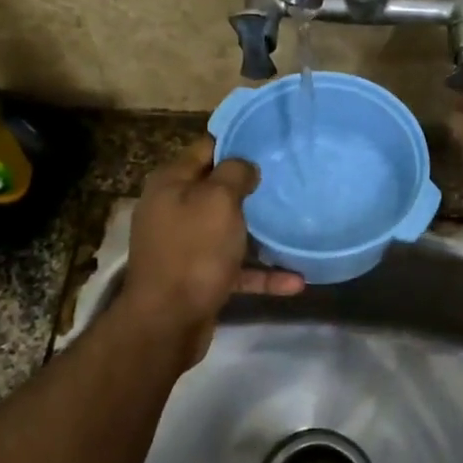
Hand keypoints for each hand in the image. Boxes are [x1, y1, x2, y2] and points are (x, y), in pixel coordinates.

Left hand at [120, 136, 303, 359]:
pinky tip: (295, 281)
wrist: (167, 322)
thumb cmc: (193, 251)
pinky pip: (234, 268)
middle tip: (288, 179)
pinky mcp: (197, 278)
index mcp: (171, 183)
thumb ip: (234, 174)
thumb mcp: (217, 200)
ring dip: (259, 231)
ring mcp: (184, 246)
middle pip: (216, 189)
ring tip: (295, 224)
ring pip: (227, 230)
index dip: (237, 141)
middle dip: (250, 185)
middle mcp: (173, 209)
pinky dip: (261, 273)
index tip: (271, 140)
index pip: (206, 148)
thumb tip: (245, 166)